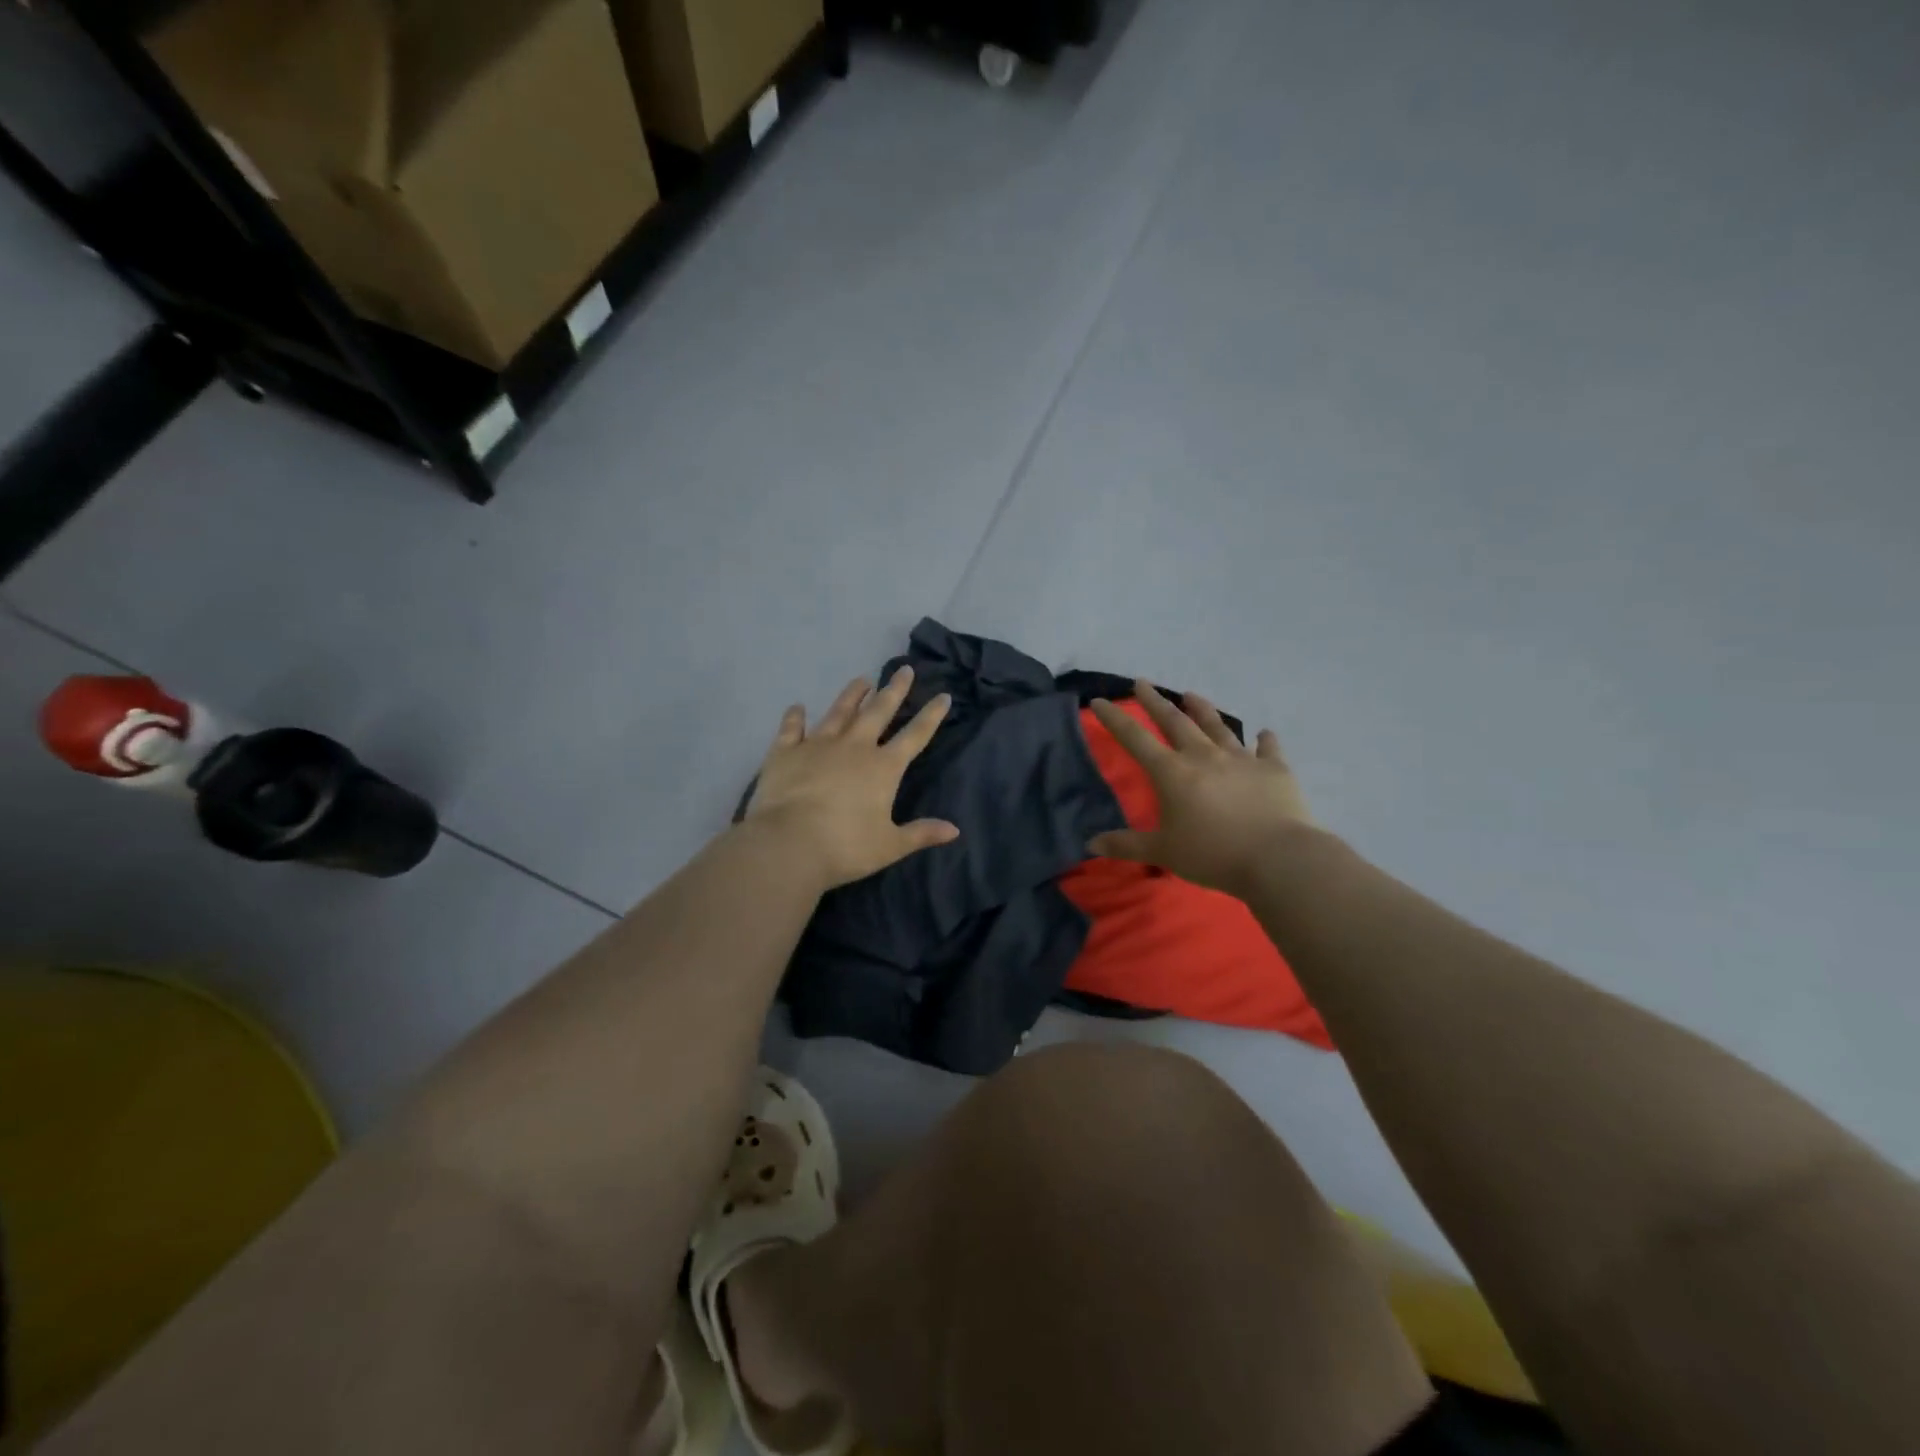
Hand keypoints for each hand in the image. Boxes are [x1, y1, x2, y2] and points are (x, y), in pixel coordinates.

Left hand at [745, 667, 958, 890]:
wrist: (788, 844)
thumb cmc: (845, 847)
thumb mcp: (890, 845)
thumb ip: (921, 833)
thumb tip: (954, 830)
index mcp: (883, 768)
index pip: (915, 736)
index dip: (931, 716)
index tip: (943, 696)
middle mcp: (854, 747)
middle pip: (878, 712)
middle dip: (894, 690)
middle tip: (904, 670)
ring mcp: (817, 745)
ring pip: (839, 712)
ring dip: (852, 695)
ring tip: (862, 680)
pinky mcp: (785, 752)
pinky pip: (791, 729)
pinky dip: (794, 717)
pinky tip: (797, 707)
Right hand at [1088, 681, 1316, 898]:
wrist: (1277, 857)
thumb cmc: (1212, 854)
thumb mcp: (1163, 852)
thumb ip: (1127, 845)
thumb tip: (1091, 844)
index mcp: (1173, 773)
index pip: (1136, 739)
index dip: (1115, 719)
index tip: (1100, 701)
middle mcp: (1204, 756)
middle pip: (1175, 722)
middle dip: (1155, 702)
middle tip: (1143, 683)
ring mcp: (1241, 759)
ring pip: (1218, 727)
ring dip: (1203, 710)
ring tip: (1192, 695)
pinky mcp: (1274, 769)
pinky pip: (1268, 749)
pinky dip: (1264, 740)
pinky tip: (1264, 734)